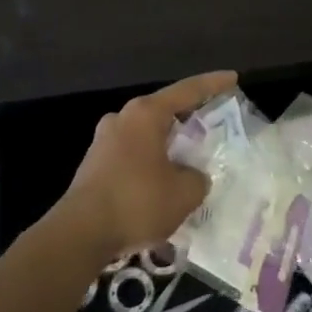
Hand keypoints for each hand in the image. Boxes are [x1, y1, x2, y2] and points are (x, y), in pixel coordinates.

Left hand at [62, 71, 234, 258]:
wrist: (79, 233)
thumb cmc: (137, 202)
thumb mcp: (184, 193)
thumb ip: (197, 179)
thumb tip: (193, 176)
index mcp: (146, 114)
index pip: (187, 90)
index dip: (212, 84)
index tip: (232, 77)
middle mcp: (123, 118)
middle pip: (164, 109)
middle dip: (188, 116)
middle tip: (212, 122)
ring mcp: (104, 140)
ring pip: (146, 133)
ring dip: (167, 142)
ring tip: (189, 158)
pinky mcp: (95, 164)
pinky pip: (132, 153)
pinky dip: (151, 160)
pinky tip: (162, 182)